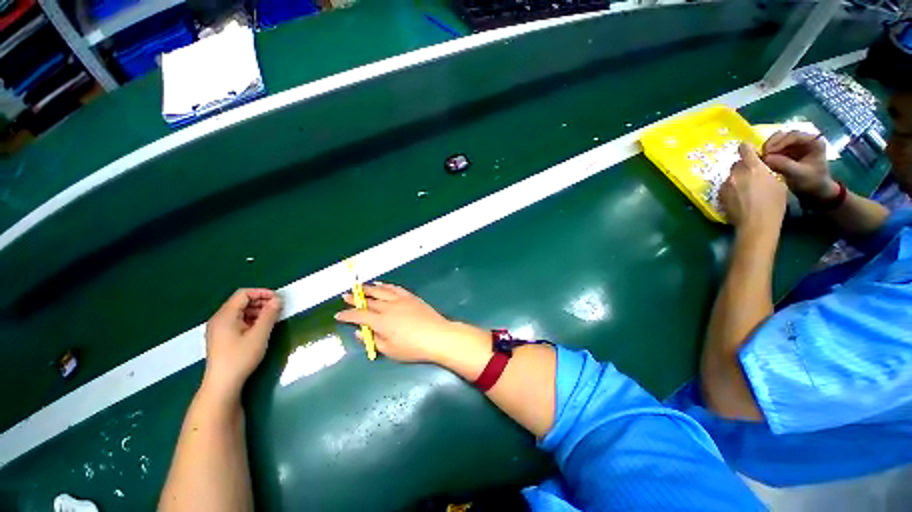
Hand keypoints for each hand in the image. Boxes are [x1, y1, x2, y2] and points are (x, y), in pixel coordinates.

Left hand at [202, 289, 281, 398]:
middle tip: (278, 308)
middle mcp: (219, 319)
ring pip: (239, 311)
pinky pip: (237, 321)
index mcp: (225, 315)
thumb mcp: (259, 335)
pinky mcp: (221, 337)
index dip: (262, 293)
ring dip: (257, 311)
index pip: (243, 294)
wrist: (222, 384)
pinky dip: (250, 319)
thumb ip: (269, 315)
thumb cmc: (240, 357)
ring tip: (272, 318)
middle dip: (261, 302)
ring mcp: (218, 329)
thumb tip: (278, 300)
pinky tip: (260, 328)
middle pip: (241, 301)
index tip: (278, 299)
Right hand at [335, 283, 488, 367]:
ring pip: (381, 291)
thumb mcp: (389, 350)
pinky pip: (395, 288)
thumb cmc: (412, 347)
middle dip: (355, 299)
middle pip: (368, 300)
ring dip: (369, 288)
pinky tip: (381, 284)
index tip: (338, 315)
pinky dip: (386, 285)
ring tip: (360, 287)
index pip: (359, 316)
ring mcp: (400, 299)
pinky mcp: (410, 297)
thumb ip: (373, 340)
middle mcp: (388, 306)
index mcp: (381, 321)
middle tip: (345, 296)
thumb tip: (359, 332)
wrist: (436, 335)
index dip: (347, 315)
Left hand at [720, 143, 787, 231]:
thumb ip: (766, 172)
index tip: (748, 151)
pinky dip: (731, 189)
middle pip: (736, 165)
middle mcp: (736, 174)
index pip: (744, 150)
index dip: (746, 149)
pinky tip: (738, 198)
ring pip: (730, 177)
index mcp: (753, 167)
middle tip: (751, 176)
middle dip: (743, 168)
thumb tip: (760, 169)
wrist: (756, 224)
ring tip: (745, 190)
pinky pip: (725, 188)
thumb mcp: (778, 183)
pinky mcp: (719, 196)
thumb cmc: (773, 204)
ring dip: (736, 179)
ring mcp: (725, 185)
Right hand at [762, 130, 838, 199]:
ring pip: (778, 140)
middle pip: (785, 135)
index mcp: (814, 141)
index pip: (794, 135)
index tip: (767, 152)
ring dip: (768, 148)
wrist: (815, 192)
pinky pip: (775, 147)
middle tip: (762, 154)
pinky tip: (764, 160)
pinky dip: (768, 153)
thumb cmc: (812, 182)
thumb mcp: (798, 174)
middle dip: (772, 143)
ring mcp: (796, 145)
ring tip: (762, 158)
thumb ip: (783, 165)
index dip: (780, 142)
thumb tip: (765, 158)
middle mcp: (804, 140)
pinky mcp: (788, 151)